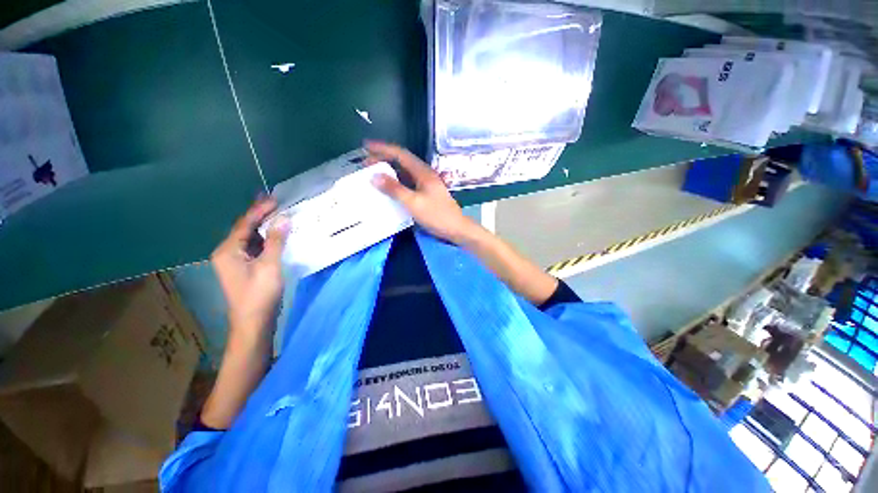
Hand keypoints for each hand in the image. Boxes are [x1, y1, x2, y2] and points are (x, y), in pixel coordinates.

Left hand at [211, 199, 289, 337]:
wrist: (253, 322)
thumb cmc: (259, 294)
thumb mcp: (269, 265)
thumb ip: (276, 241)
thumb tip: (284, 218)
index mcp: (227, 250)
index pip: (244, 224)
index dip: (259, 210)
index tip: (275, 199)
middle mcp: (227, 253)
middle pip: (245, 229)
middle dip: (260, 216)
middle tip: (277, 203)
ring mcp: (235, 262)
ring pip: (251, 239)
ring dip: (265, 228)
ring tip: (280, 216)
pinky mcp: (245, 269)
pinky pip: (255, 248)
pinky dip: (267, 240)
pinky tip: (278, 236)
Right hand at [365, 141, 476, 243]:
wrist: (456, 228)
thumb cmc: (437, 215)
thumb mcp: (413, 202)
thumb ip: (394, 189)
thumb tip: (374, 176)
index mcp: (422, 172)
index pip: (400, 154)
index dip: (382, 148)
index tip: (366, 146)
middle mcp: (424, 174)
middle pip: (402, 161)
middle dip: (383, 159)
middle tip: (366, 164)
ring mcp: (426, 184)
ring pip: (404, 172)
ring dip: (389, 171)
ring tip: (373, 174)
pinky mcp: (426, 193)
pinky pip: (408, 183)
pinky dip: (396, 182)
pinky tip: (389, 188)